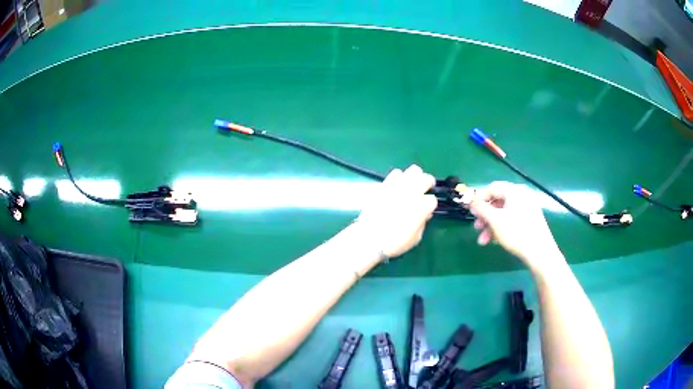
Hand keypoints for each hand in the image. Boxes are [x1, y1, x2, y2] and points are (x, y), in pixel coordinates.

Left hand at [357, 165, 437, 257]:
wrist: (369, 238)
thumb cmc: (395, 242)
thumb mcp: (415, 238)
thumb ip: (422, 223)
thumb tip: (424, 214)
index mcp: (422, 206)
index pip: (432, 199)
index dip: (430, 205)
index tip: (427, 209)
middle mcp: (412, 192)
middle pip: (426, 178)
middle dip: (428, 183)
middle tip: (426, 188)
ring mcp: (398, 186)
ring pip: (412, 171)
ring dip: (414, 177)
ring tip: (411, 184)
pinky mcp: (385, 184)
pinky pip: (395, 173)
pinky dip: (399, 178)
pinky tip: (397, 186)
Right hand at [469, 181, 562, 271]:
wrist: (540, 252)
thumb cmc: (516, 233)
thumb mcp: (495, 220)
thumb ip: (481, 208)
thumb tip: (470, 201)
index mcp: (515, 191)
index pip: (492, 187)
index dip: (479, 198)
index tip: (470, 210)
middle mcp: (522, 196)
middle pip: (498, 201)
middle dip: (485, 216)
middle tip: (476, 227)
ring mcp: (528, 208)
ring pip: (504, 213)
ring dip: (491, 225)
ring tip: (484, 240)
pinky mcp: (531, 220)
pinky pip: (512, 219)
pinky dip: (502, 228)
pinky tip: (496, 241)